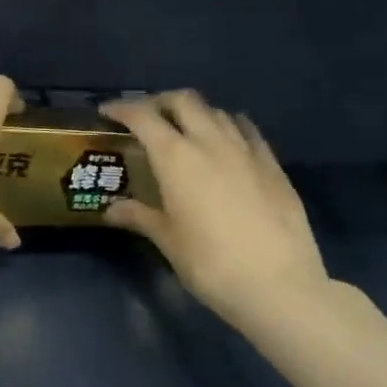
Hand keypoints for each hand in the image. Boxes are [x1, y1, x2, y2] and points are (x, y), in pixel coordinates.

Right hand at [100, 93, 328, 323]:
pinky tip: (226, 141)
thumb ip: (139, 216)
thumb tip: (112, 209)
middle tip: (146, 118)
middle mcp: (210, 142)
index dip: (122, 109)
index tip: (107, 111)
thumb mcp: (167, 240)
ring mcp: (246, 151)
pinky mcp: (273, 165)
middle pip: (184, 101)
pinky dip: (229, 126)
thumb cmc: (210, 263)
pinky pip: (247, 131)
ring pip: (216, 112)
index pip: (143, 117)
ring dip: (195, 113)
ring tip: (184, 131)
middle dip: (160, 102)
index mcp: (176, 157)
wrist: (279, 285)